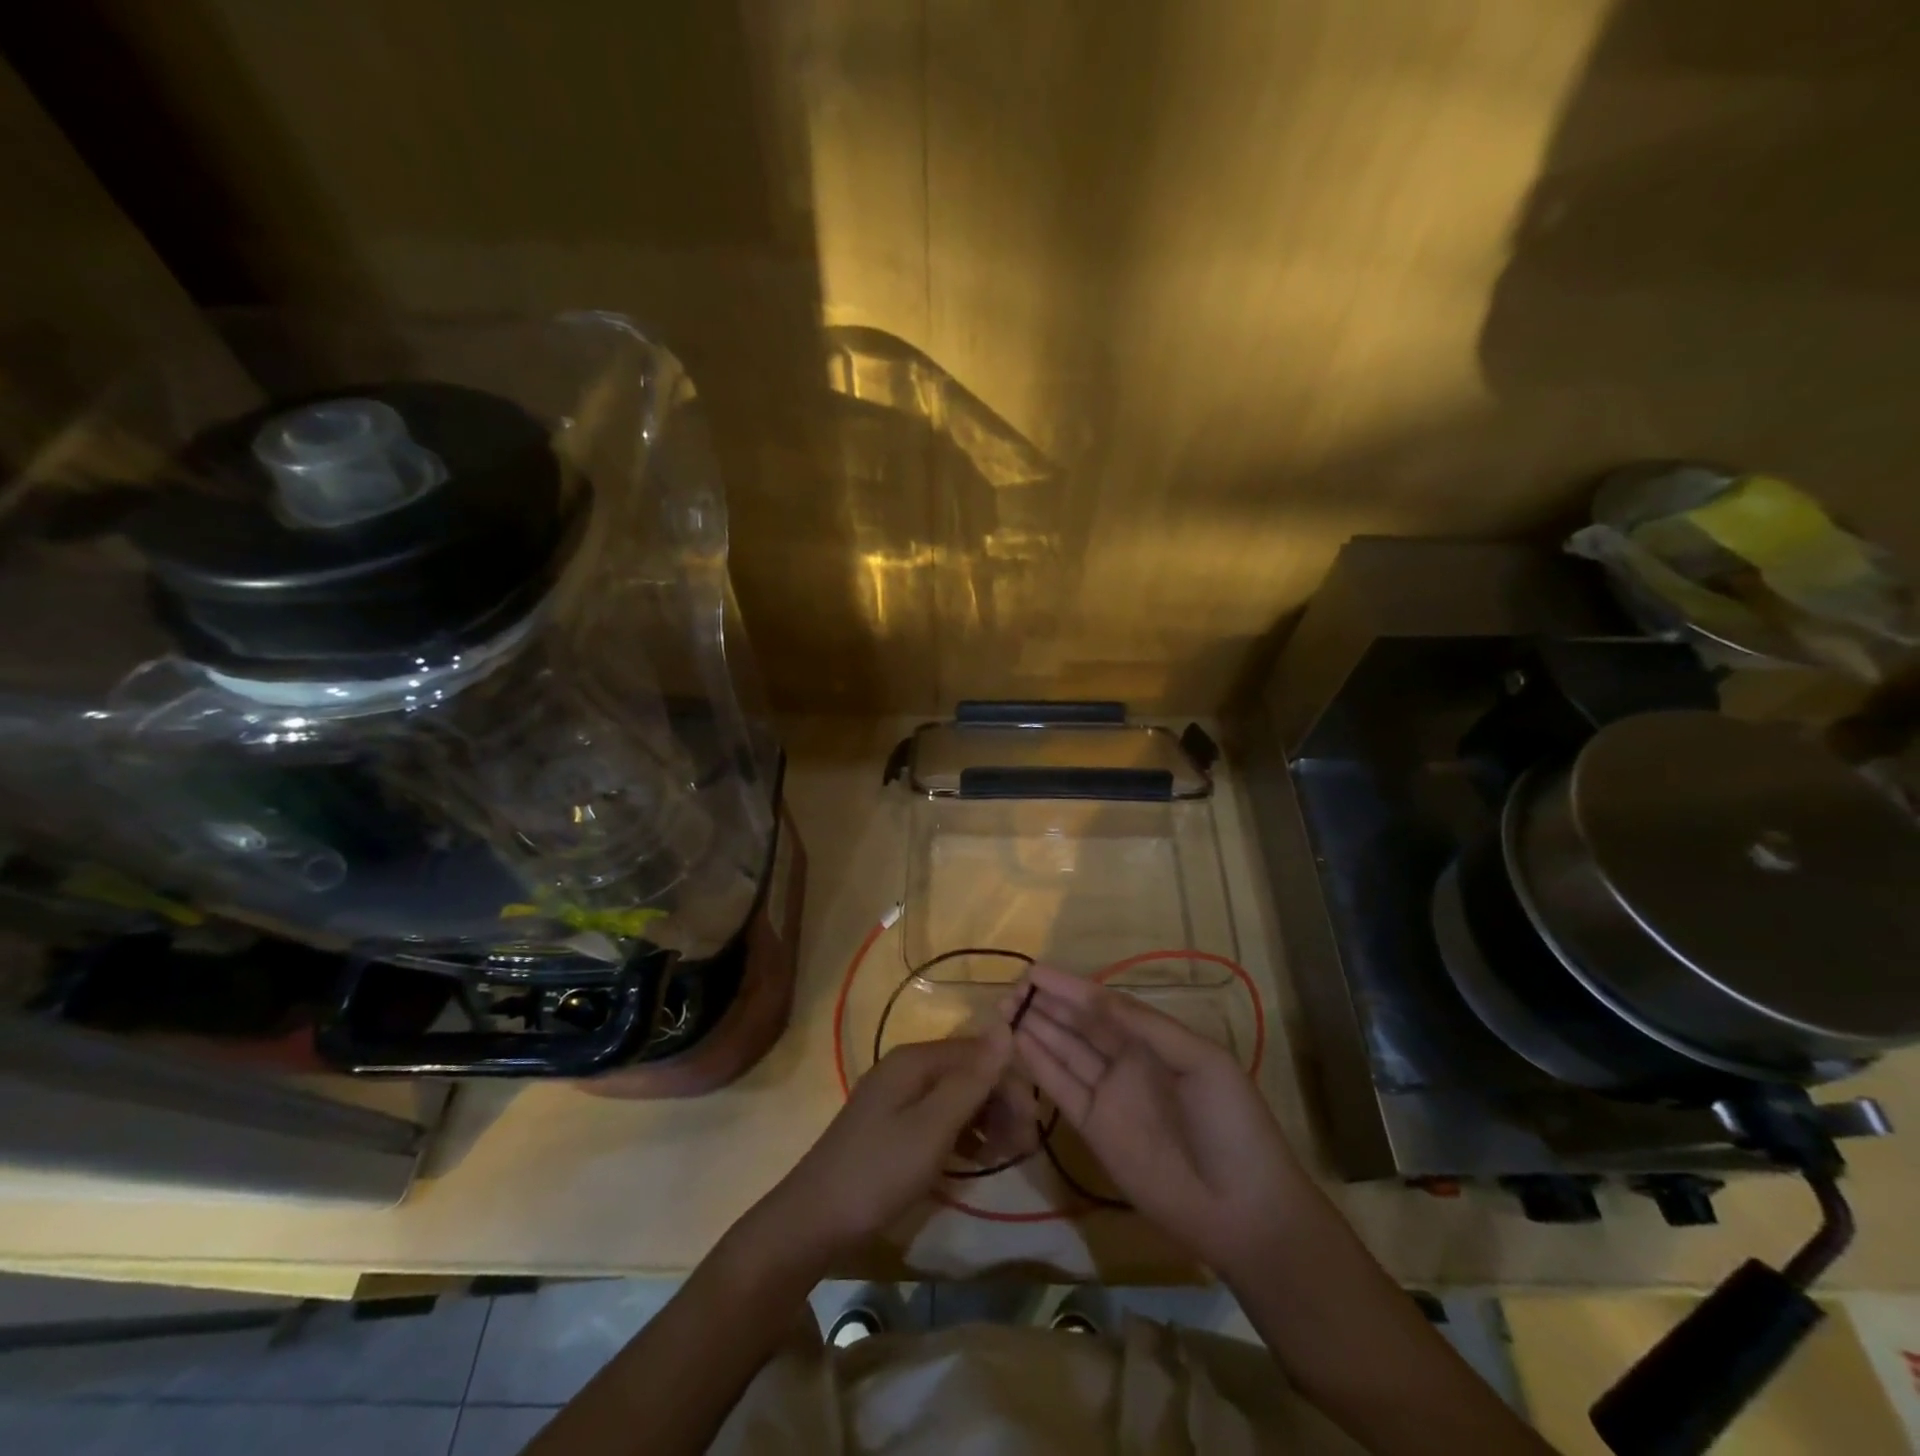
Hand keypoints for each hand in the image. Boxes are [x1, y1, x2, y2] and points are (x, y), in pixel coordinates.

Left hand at [757, 1028, 1012, 1264]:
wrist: (813, 1221)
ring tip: (1004, 1156)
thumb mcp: (932, 1129)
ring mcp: (897, 1096)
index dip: (1010, 1083)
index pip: (979, 1053)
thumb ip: (971, 1080)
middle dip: (1000, 1103)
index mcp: (915, 1060)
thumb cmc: (878, 1173)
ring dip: (986, 1119)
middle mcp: (907, 1067)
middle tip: (1022, 1149)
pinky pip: (939, 1115)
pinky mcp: (892, 1124)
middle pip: (968, 1071)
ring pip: (956, 1094)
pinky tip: (976, 1158)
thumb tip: (1007, 1026)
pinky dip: (963, 1132)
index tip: (1033, 1126)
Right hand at [1011, 965, 1307, 1278]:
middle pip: (1079, 1024)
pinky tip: (1018, 1042)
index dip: (1070, 988)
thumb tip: (1096, 997)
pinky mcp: (1094, 1130)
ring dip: (1036, 1028)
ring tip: (1004, 1008)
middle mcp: (1127, 1060)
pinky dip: (1039, 1065)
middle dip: (1046, 1004)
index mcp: (1155, 1040)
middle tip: (1010, 989)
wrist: (1243, 1211)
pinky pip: (1062, 1089)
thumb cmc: (1231, 1126)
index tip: (1034, 972)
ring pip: (1065, 1051)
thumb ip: (1146, 1028)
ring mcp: (1109, 1095)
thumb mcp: (1201, 1062)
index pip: (1103, 1004)